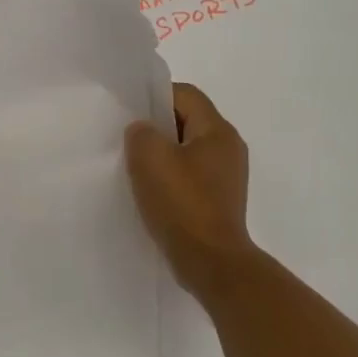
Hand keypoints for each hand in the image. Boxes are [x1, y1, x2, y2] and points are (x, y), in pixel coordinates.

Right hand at [124, 83, 254, 294]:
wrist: (211, 262)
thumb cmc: (182, 204)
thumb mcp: (150, 158)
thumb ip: (141, 133)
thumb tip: (143, 132)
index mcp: (218, 131)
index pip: (185, 94)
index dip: (154, 97)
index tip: (129, 114)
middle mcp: (229, 148)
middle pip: (188, 122)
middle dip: (157, 129)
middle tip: (128, 142)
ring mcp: (227, 177)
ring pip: (188, 152)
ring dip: (163, 157)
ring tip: (136, 170)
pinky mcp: (220, 201)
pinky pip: (191, 178)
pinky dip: (171, 180)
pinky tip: (152, 194)